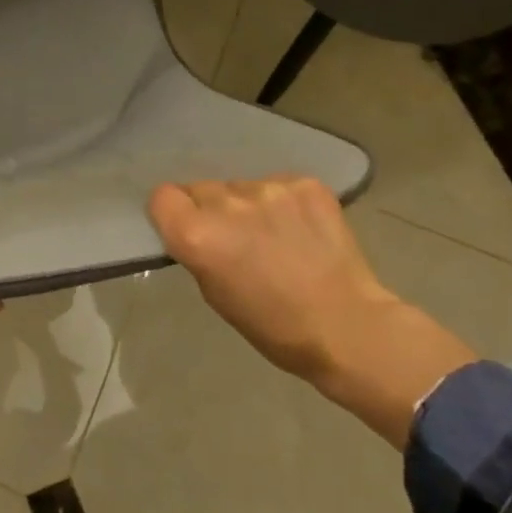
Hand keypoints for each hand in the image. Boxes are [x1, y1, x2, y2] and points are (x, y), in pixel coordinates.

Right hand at [147, 176, 474, 446]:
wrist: (348, 327)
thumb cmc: (272, 326)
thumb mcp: (213, 293)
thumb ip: (198, 250)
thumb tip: (198, 227)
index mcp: (197, 234)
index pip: (163, 197)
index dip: (172, 213)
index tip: (186, 230)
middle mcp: (228, 203)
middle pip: (201, 188)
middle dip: (210, 209)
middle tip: (234, 239)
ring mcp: (270, 190)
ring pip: (241, 187)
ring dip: (247, 206)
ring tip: (274, 236)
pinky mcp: (306, 185)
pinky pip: (278, 185)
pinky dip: (283, 203)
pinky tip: (300, 230)